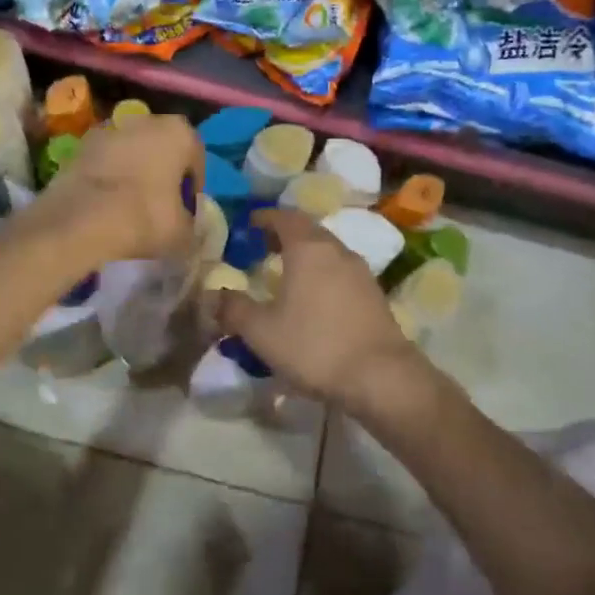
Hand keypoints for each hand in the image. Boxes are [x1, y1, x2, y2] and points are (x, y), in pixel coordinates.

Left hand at [26, 114, 200, 267]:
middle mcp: (147, 120)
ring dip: (133, 169)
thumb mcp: (183, 233)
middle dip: (162, 171)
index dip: (192, 186)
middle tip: (159, 203)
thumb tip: (185, 225)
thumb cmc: (145, 217)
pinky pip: (104, 160)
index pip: (196, 158)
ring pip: (131, 150)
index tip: (185, 208)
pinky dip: (107, 174)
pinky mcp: (80, 144)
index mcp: (180, 133)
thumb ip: (190, 224)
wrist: (82, 220)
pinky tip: (104, 202)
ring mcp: (110, 129)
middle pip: (162, 147)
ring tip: (128, 203)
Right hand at [214, 210, 431, 419]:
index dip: (265, 217)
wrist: (381, 376)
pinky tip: (315, 298)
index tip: (250, 222)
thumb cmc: (315, 346)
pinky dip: (324, 274)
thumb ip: (234, 309)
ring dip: (307, 255)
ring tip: (287, 273)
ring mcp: (361, 272)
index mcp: (308, 248)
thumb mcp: (262, 332)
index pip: (284, 217)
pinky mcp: (375, 295)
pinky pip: (342, 272)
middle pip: (309, 231)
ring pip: (328, 251)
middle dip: (286, 234)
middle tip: (264, 246)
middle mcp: (337, 251)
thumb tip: (214, 296)